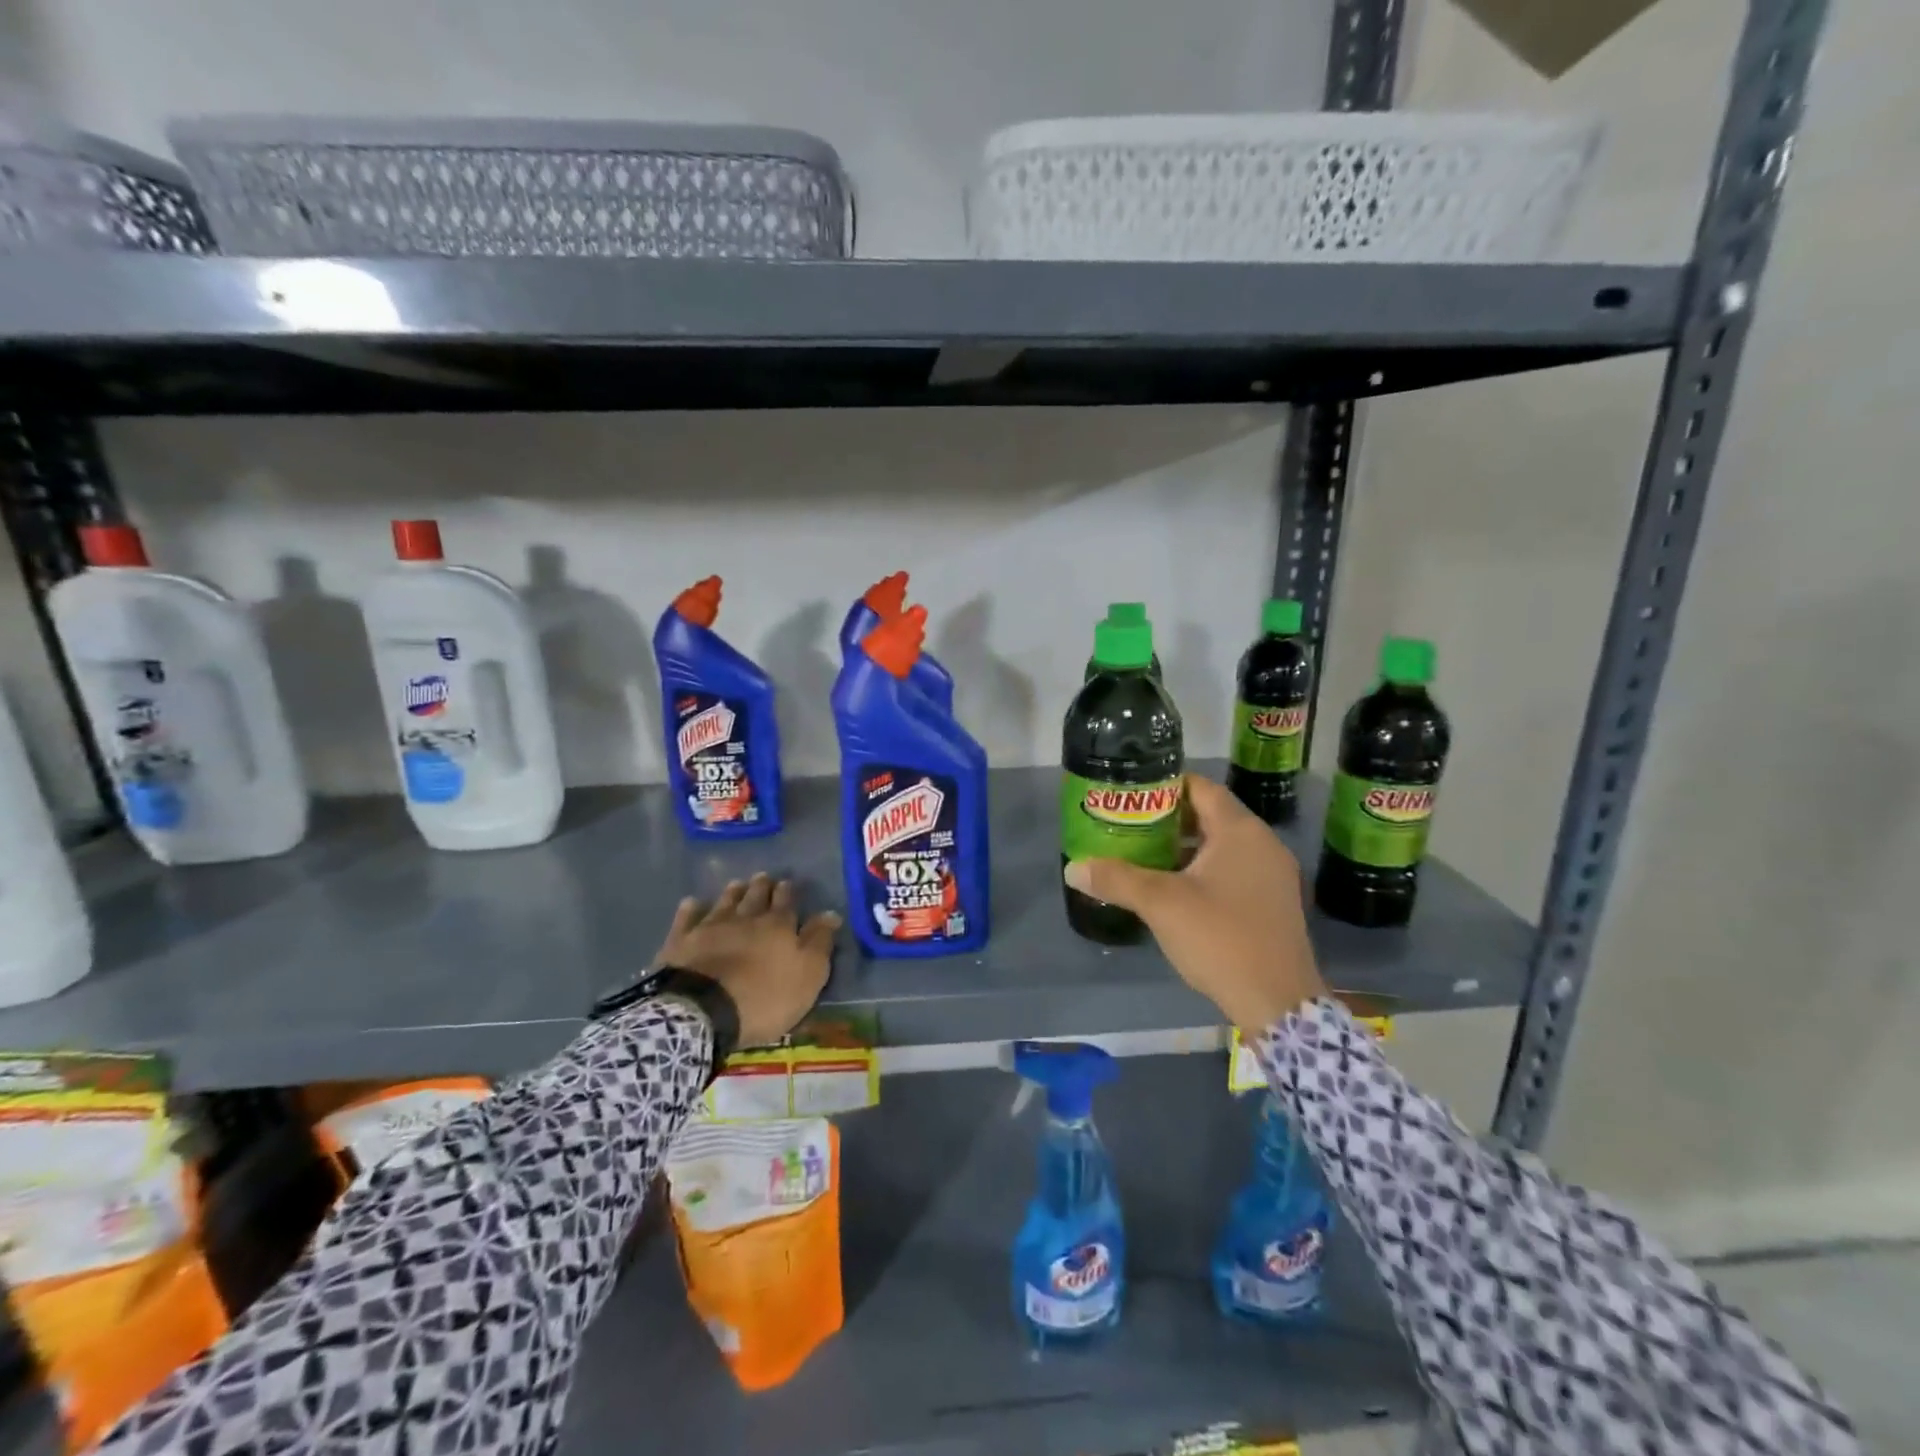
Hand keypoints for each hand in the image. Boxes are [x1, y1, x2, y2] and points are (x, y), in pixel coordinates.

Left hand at [651, 873, 840, 1047]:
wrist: (704, 1010)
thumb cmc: (764, 996)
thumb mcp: (807, 975)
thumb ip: (819, 942)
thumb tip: (831, 914)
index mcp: (778, 926)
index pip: (786, 903)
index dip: (787, 893)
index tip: (787, 883)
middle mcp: (745, 919)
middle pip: (755, 897)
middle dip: (761, 887)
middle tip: (763, 876)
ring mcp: (711, 927)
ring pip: (725, 902)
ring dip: (732, 892)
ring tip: (737, 883)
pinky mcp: (682, 941)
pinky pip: (687, 918)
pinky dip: (691, 909)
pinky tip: (692, 902)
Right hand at [1063, 774, 1325, 1032]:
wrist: (1277, 1003)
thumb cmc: (1220, 938)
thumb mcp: (1161, 904)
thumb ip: (1116, 879)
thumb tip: (1073, 868)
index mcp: (1240, 831)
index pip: (1200, 787)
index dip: (1164, 786)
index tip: (1130, 795)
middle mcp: (1262, 843)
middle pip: (1210, 814)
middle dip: (1168, 819)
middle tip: (1129, 825)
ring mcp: (1273, 874)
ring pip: (1221, 845)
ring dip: (1185, 846)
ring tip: (1144, 855)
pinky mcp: (1273, 902)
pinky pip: (1233, 869)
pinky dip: (1204, 869)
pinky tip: (1175, 889)